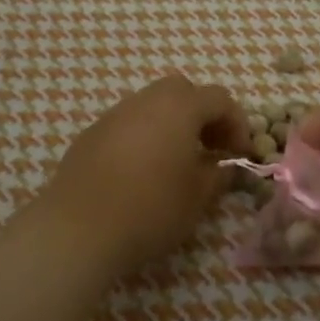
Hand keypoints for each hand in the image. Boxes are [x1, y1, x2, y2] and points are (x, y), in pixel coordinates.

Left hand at [38, 75, 249, 275]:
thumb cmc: (150, 209)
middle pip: (182, 91)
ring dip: (172, 125)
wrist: (78, 229)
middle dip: (202, 115)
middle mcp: (145, 101)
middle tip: (211, 148)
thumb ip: (217, 174)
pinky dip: (145, 137)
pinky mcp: (91, 135)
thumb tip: (224, 165)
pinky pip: (128, 125)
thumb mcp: (197, 197)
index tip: (241, 154)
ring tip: (178, 162)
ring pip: (152, 106)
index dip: (237, 124)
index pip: (219, 99)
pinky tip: (143, 172)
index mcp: (178, 107)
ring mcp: (114, 115)